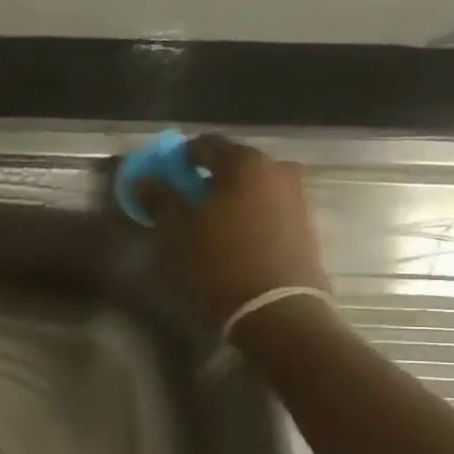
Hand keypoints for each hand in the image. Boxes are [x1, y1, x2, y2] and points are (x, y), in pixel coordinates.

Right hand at [139, 135, 329, 326]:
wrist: (277, 309)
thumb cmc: (219, 262)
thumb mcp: (176, 231)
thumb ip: (160, 198)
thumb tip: (147, 179)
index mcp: (244, 163)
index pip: (205, 145)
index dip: (181, 158)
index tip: (166, 176)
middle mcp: (277, 169)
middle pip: (234, 164)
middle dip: (209, 177)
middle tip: (188, 199)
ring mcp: (298, 196)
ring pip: (254, 186)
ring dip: (232, 196)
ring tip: (212, 222)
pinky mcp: (307, 224)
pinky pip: (269, 207)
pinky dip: (250, 213)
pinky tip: (236, 236)